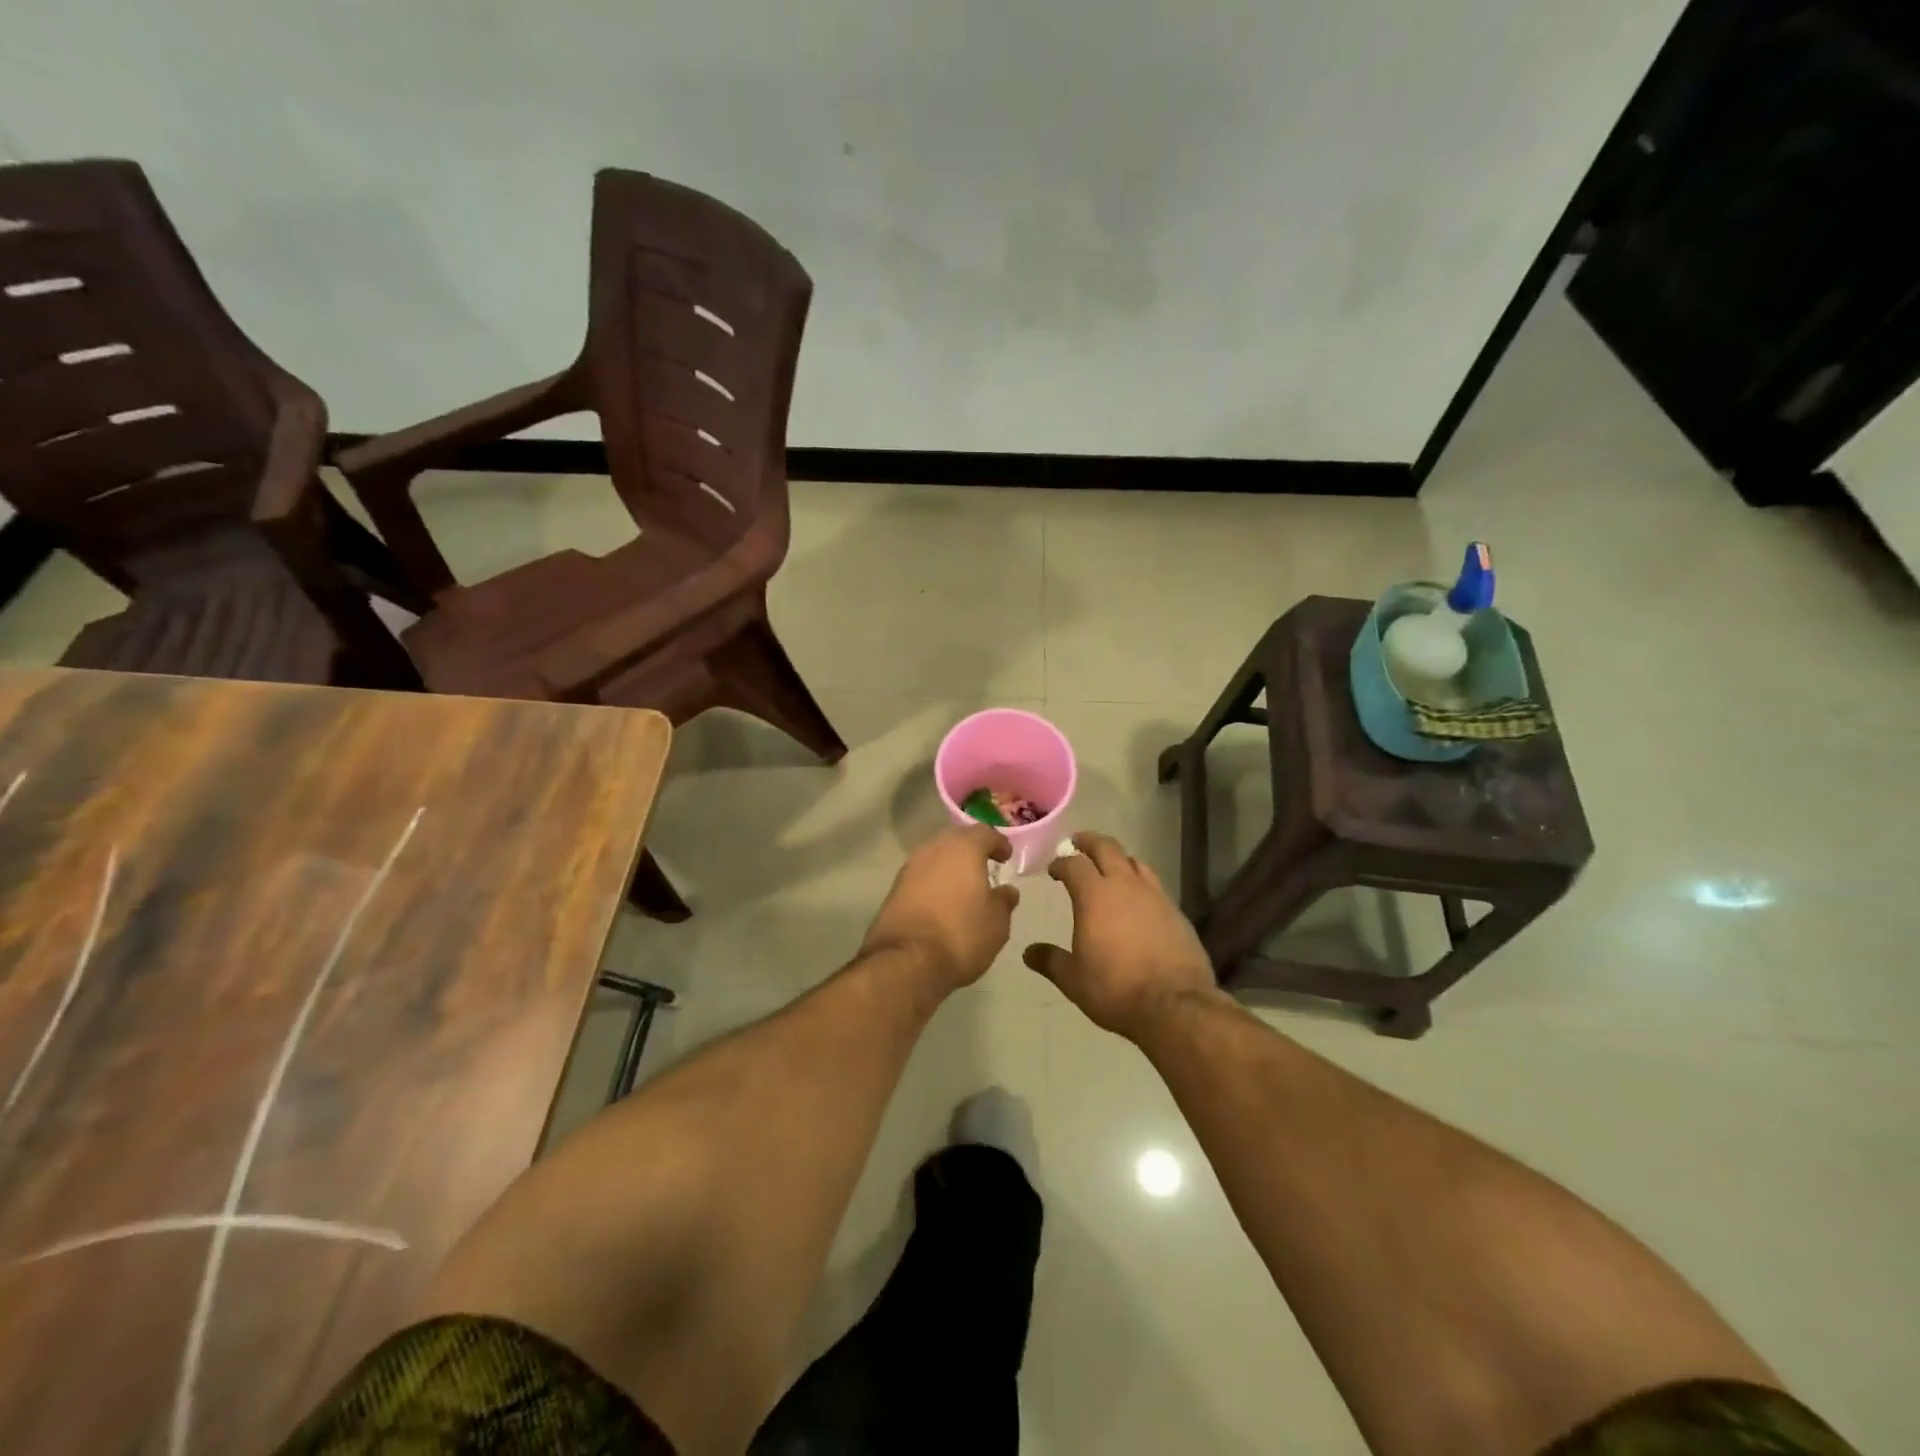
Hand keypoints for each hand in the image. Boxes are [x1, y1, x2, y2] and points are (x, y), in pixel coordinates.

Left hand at [862, 824, 1018, 991]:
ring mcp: (910, 868)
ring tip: (963, 885)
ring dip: (950, 865)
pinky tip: (942, 900)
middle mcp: (933, 849)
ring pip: (935, 856)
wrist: (906, 961)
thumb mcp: (997, 923)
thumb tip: (1007, 891)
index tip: (1006, 857)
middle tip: (985, 865)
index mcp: (963, 848)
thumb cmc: (961, 935)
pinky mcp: (894, 889)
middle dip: (971, 849)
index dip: (998, 843)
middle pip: (956, 838)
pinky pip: (921, 876)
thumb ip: (1004, 901)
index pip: (984, 832)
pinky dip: (934, 881)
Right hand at [1023, 832, 1217, 1038]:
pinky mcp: (1176, 911)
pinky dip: (1140, 881)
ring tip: (1109, 866)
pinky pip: (1154, 884)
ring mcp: (1155, 895)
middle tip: (1078, 842)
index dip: (1061, 863)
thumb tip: (1029, 952)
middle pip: (1107, 847)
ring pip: (1135, 861)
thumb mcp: (1073, 979)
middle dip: (1089, 841)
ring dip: (1118, 858)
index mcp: (1094, 895)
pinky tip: (1137, 898)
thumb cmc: (1115, 988)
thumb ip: (1050, 960)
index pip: (1074, 864)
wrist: (1174, 1005)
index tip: (1053, 869)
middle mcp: (1125, 885)